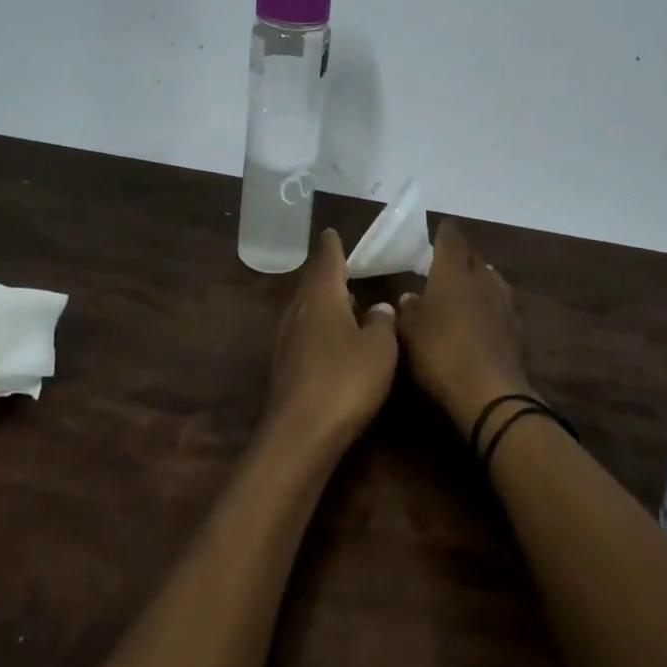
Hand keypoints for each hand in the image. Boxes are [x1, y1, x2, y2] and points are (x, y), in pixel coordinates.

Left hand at [269, 229, 399, 447]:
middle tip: (343, 266)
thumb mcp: (379, 349)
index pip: (327, 260)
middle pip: (312, 284)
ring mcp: (286, 340)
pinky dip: (318, 327)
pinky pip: (303, 334)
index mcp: (321, 297)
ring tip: (343, 300)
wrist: (300, 434)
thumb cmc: (345, 381)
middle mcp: (298, 312)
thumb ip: (382, 322)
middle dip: (327, 274)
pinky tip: (332, 340)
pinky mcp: (284, 367)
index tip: (332, 232)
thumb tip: (380, 307)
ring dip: (323, 302)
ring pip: (306, 310)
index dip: (332, 246)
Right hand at [397, 220, 533, 433]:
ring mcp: (504, 304)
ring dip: (479, 278)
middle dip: (462, 255)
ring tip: (467, 283)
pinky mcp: (516, 330)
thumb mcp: (409, 332)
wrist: (490, 394)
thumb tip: (410, 297)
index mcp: (453, 273)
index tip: (441, 227)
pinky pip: (501, 305)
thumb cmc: (441, 353)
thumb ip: (409, 310)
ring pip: (491, 279)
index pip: (451, 240)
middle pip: (474, 257)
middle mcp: (482, 280)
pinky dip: (490, 304)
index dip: (445, 232)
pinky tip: (483, 314)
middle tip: (447, 258)